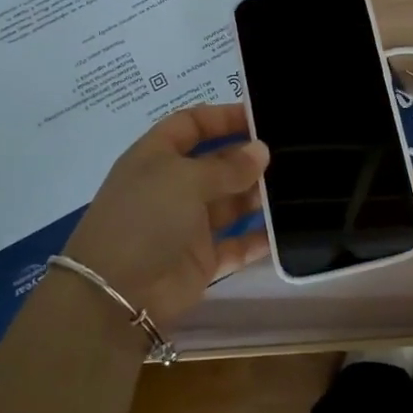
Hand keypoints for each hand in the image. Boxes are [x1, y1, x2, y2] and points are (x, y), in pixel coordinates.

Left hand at [62, 104, 269, 328]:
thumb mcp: (186, 180)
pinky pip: (236, 243)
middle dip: (248, 157)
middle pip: (216, 162)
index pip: (191, 124)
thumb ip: (228, 166)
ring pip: (230, 202)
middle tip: (290, 152)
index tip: (260, 117)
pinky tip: (286, 229)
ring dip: (257, 195)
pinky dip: (258, 237)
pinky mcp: (201, 259)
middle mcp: (172, 186)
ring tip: (296, 186)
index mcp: (156, 157)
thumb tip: (261, 151)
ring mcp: (187, 224)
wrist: (116, 295)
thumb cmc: (146, 219)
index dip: (222, 117)